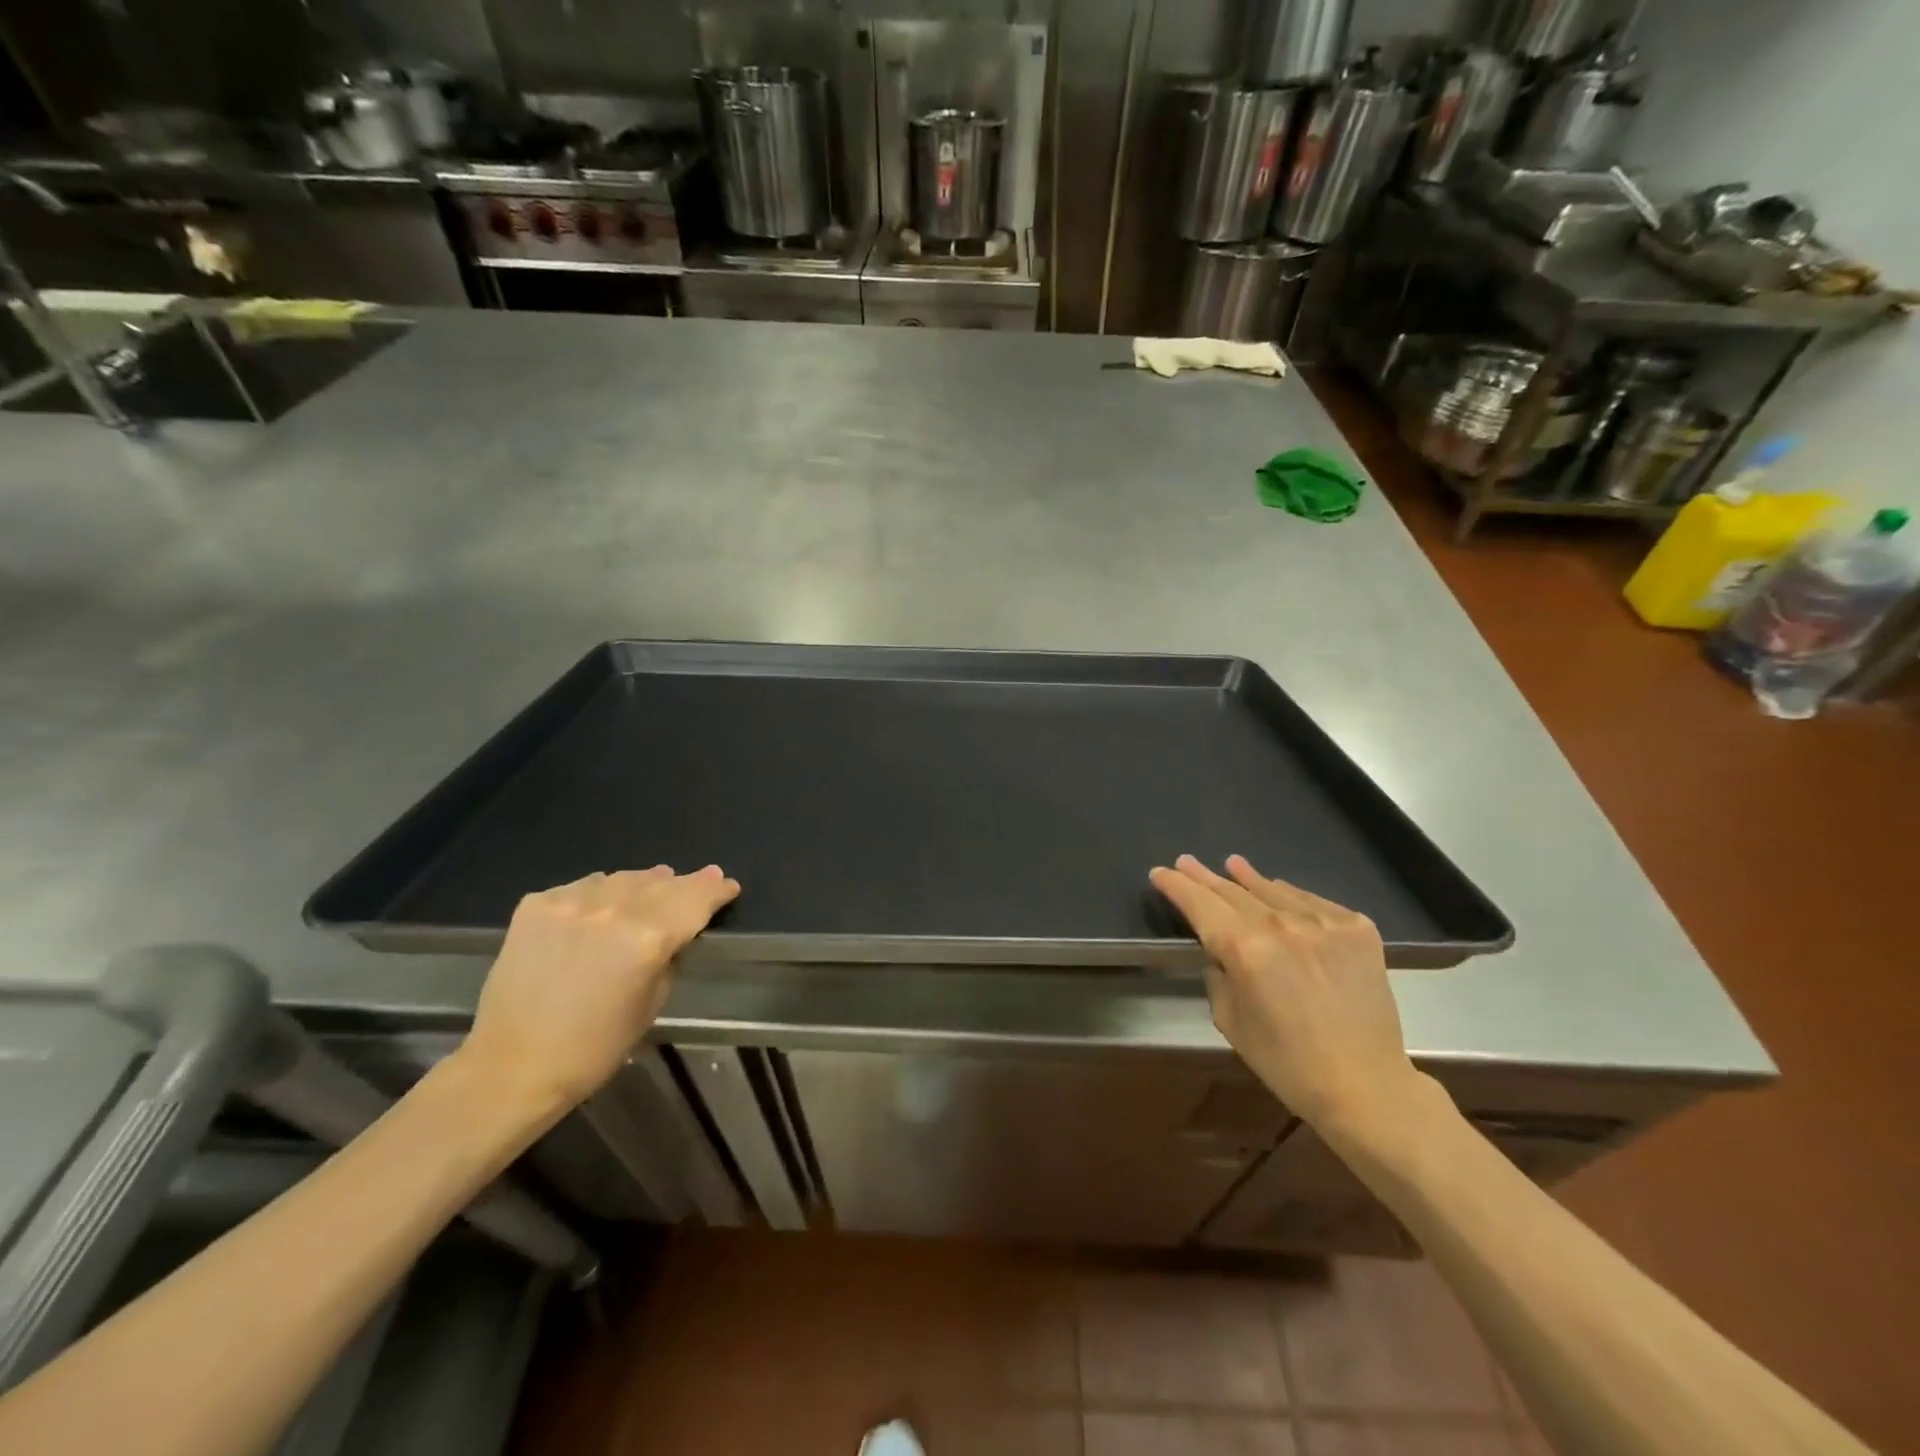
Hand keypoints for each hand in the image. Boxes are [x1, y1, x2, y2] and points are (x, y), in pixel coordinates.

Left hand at [459, 865, 739, 1114]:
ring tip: (649, 892)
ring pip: (622, 878)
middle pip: (662, 882)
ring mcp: (570, 903)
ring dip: (642, 885)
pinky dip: (598, 894)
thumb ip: (669, 956)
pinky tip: (598, 910)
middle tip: (699, 881)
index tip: (728, 887)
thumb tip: (676, 931)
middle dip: (685, 883)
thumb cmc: (595, 1047)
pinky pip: (582, 887)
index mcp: (648, 938)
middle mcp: (612, 910)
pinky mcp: (536, 905)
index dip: (717, 889)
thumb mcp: (653, 1002)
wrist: (512, 1067)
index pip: (696, 897)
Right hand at [1149, 854, 1422, 1131]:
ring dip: (1248, 878)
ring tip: (1232, 864)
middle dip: (1205, 877)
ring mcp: (1322, 922)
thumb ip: (1218, 974)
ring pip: (1274, 890)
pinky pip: (1313, 902)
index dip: (1176, 886)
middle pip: (1232, 891)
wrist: (1365, 1084)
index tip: (1160, 872)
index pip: (1199, 904)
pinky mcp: (1356, 928)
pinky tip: (1279, 890)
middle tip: (1187, 861)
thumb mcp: (1229, 1020)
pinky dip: (1290, 896)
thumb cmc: (1286, 1062)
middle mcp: (1280, 924)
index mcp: (1244, 948)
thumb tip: (1222, 951)